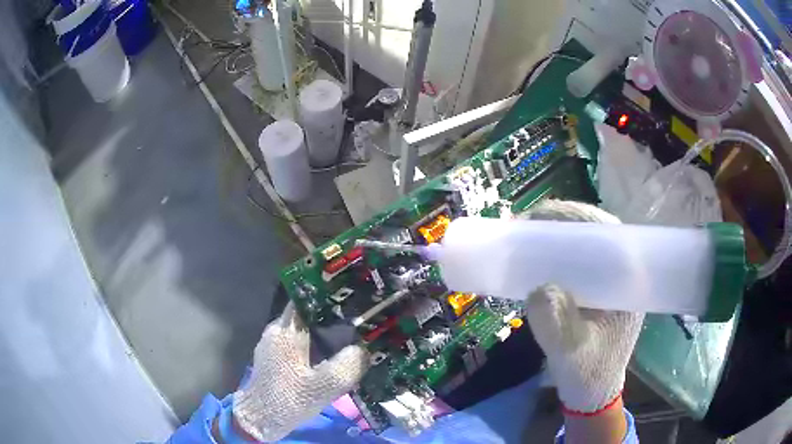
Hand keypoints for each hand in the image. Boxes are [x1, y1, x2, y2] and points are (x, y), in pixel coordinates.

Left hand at [232, 304, 368, 441]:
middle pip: (305, 314)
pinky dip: (311, 344)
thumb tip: (363, 349)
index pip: (307, 300)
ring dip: (320, 332)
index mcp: (287, 331)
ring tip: (346, 338)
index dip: (329, 297)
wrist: (260, 417)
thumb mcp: (324, 387)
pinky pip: (295, 341)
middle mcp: (276, 330)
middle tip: (356, 322)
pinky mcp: (272, 356)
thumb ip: (347, 366)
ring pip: (300, 328)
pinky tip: (326, 356)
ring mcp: (271, 343)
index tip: (352, 300)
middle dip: (329, 316)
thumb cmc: (289, 399)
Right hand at [521, 200, 643, 413]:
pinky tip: (537, 259)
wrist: (591, 393)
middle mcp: (622, 276)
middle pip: (596, 233)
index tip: (544, 216)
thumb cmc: (588, 374)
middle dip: (562, 222)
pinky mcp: (595, 292)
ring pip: (586, 245)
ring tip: (527, 236)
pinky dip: (556, 256)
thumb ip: (556, 325)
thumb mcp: (570, 353)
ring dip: (557, 236)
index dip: (578, 218)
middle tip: (527, 223)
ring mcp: (608, 283)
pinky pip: (577, 262)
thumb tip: (539, 288)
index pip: (608, 234)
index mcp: (628, 285)